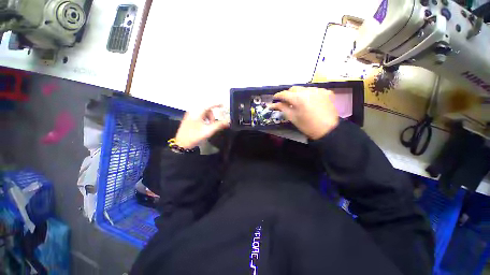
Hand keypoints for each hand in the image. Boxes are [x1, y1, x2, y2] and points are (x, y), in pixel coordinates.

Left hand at [174, 105, 229, 148]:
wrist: (182, 144)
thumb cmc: (194, 136)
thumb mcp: (208, 131)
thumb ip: (219, 125)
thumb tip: (228, 122)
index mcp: (197, 113)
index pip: (208, 105)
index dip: (216, 104)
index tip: (222, 104)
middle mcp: (193, 111)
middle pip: (206, 109)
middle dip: (212, 115)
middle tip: (214, 123)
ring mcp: (190, 115)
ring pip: (203, 112)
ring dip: (208, 117)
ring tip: (209, 126)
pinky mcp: (189, 118)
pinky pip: (199, 115)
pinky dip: (204, 118)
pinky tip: (204, 125)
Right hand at [270, 86, 338, 139]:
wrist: (328, 130)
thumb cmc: (307, 126)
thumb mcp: (292, 117)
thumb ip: (282, 108)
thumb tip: (273, 104)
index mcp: (298, 98)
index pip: (284, 93)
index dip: (277, 96)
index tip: (274, 99)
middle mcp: (308, 90)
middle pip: (294, 88)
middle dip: (288, 94)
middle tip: (286, 101)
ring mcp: (318, 90)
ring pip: (304, 88)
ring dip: (299, 93)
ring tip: (299, 102)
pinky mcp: (326, 92)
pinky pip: (314, 90)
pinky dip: (310, 94)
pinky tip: (310, 102)